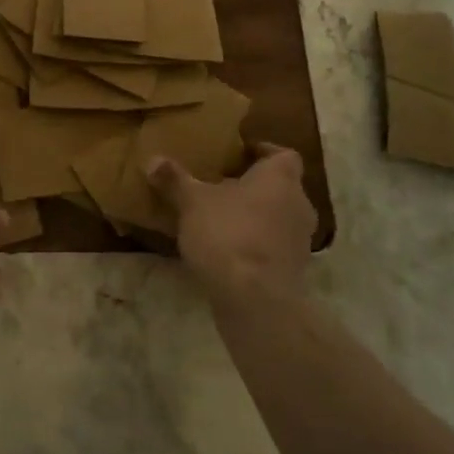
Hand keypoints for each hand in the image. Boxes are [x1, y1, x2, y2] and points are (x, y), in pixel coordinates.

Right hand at [147, 143, 317, 310]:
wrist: (255, 300)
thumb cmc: (228, 234)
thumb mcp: (192, 203)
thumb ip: (174, 180)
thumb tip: (153, 159)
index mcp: (280, 178)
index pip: (284, 155)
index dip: (263, 152)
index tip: (238, 155)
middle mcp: (299, 204)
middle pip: (281, 187)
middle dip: (254, 186)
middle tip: (222, 186)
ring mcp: (300, 240)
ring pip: (278, 217)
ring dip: (256, 217)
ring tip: (221, 219)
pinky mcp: (293, 270)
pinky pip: (274, 246)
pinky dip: (256, 244)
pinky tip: (228, 250)